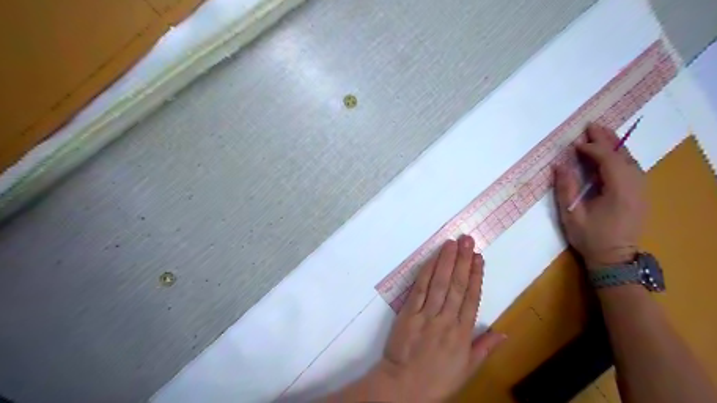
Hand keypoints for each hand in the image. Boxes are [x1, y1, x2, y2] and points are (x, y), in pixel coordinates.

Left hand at [376, 234, 503, 400]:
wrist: (404, 387)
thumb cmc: (437, 379)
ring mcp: (426, 315)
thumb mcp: (467, 369)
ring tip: (453, 243)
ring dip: (446, 261)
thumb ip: (484, 348)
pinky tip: (432, 259)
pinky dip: (427, 273)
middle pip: (457, 285)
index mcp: (462, 333)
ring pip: (439, 283)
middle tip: (468, 240)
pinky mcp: (409, 313)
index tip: (479, 258)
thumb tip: (504, 332)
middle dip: (463, 261)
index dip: (476, 276)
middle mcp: (446, 320)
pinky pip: (420, 289)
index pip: (472, 298)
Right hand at [551, 122, 646, 267]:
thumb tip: (559, 165)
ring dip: (614, 145)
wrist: (614, 259)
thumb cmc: (590, 237)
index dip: (591, 149)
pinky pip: (632, 168)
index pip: (608, 160)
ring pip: (630, 160)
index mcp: (619, 190)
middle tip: (591, 125)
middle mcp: (635, 186)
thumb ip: (565, 188)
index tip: (574, 145)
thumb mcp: (571, 214)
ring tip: (600, 134)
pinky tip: (610, 153)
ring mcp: (641, 190)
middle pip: (623, 155)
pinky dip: (620, 156)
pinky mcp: (640, 194)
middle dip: (606, 139)